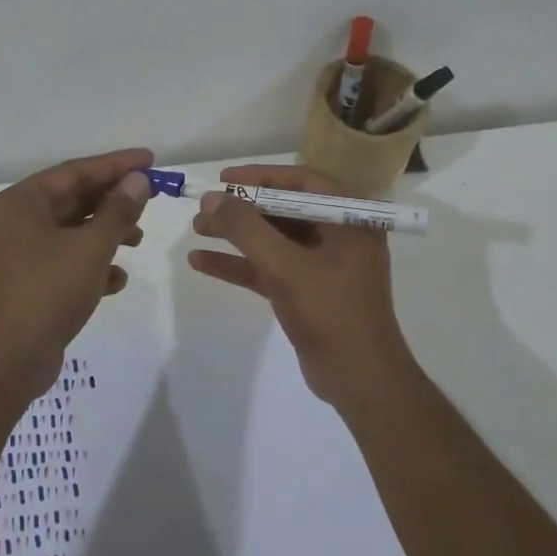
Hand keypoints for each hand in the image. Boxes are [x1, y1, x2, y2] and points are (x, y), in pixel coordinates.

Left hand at [0, 147, 154, 393]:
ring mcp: (23, 254)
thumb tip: (138, 180)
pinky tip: (117, 280)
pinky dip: (94, 264)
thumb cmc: (48, 290)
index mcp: (23, 202)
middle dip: (114, 200)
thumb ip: (118, 210)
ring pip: (74, 231)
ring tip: (139, 239)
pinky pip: (68, 261)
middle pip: (75, 199)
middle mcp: (19, 221)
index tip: (150, 159)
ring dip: (108, 232)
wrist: (8, 358)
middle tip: (152, 197)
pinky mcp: (32, 283)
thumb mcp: (92, 246)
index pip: (76, 171)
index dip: (116, 164)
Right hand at [188, 163, 413, 405]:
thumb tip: (211, 198)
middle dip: (242, 210)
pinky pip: (271, 268)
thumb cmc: (330, 311)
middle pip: (284, 210)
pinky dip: (241, 264)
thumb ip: (246, 228)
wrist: (360, 379)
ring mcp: (324, 264)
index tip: (223, 180)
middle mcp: (339, 234)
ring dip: (236, 235)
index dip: (260, 176)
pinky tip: (202, 262)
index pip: (301, 182)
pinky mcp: (309, 291)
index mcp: (348, 218)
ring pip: (274, 240)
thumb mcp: (284, 265)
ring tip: (197, 230)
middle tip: (204, 209)